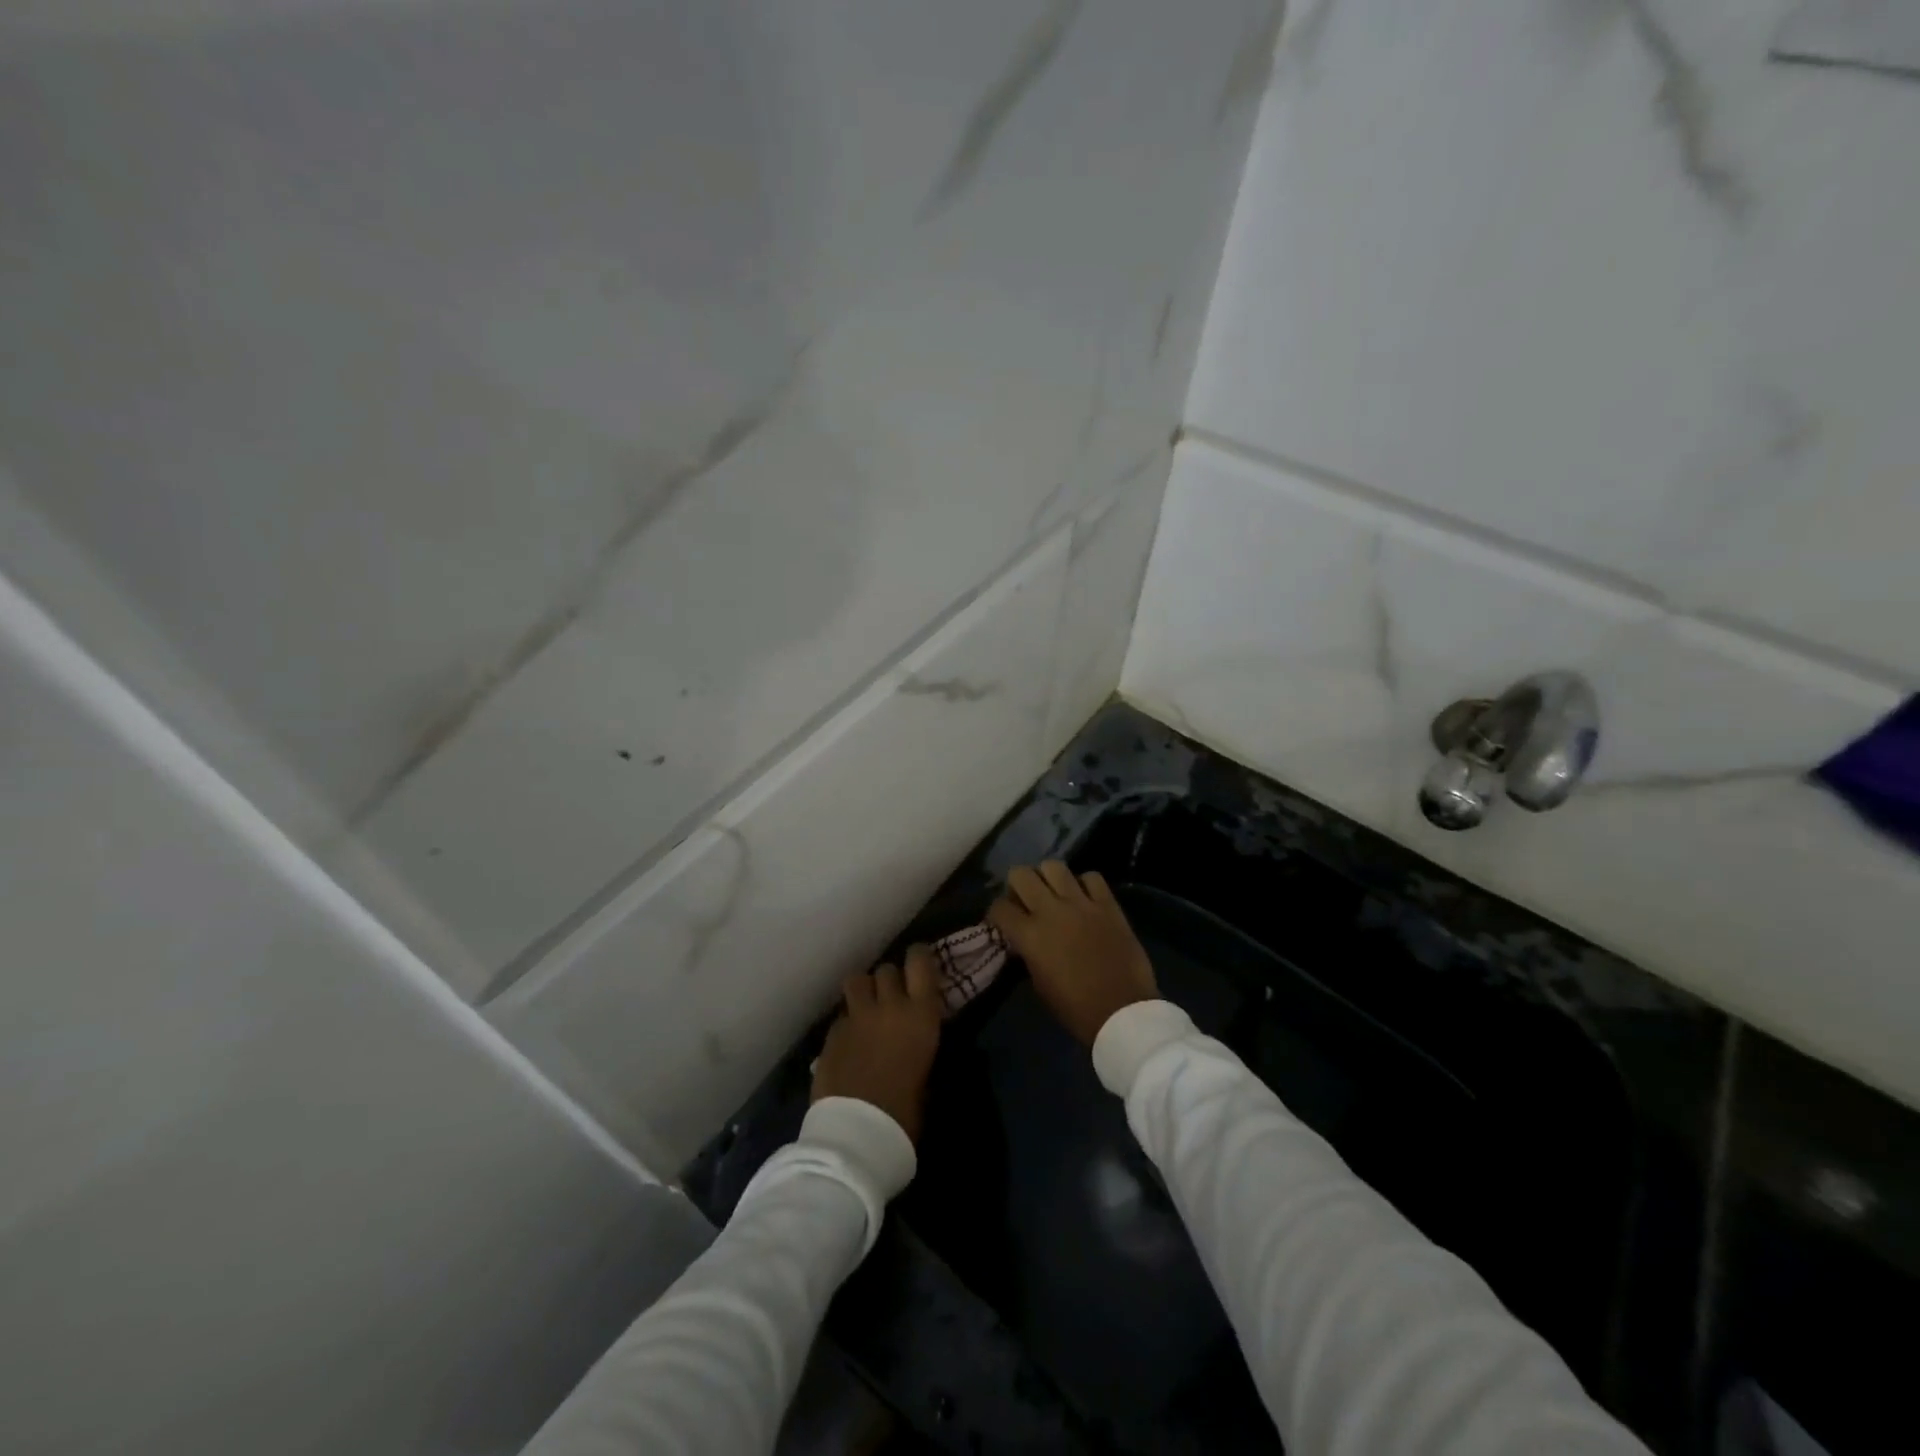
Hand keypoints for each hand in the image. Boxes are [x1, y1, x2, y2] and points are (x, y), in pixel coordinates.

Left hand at [810, 945, 943, 1142]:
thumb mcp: (926, 1075)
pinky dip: (847, 1021)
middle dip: (889, 980)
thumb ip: (918, 1045)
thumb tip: (913, 1040)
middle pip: (887, 970)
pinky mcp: (831, 1032)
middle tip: (891, 997)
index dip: (919, 957)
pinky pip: (842, 1015)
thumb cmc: (904, 1113)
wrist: (857, 1133)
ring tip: (865, 1007)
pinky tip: (848, 1041)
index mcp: (921, 1015)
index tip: (919, 962)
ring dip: (863, 990)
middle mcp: (889, 1006)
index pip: (920, 962)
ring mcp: (856, 1017)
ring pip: (857, 980)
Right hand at [987, 862, 1157, 1045]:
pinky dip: (1085, 884)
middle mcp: (1051, 911)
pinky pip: (1092, 877)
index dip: (998, 912)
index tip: (1004, 920)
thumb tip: (1024, 938)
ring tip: (1054, 892)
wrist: (1122, 1012)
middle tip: (1026, 900)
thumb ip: (1028, 952)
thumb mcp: (1039, 983)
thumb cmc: (1075, 1008)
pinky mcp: (1108, 904)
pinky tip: (1085, 897)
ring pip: (1054, 867)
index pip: (999, 907)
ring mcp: (1081, 903)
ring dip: (1048, 877)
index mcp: (1029, 935)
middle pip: (1021, 874)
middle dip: (1017, 885)